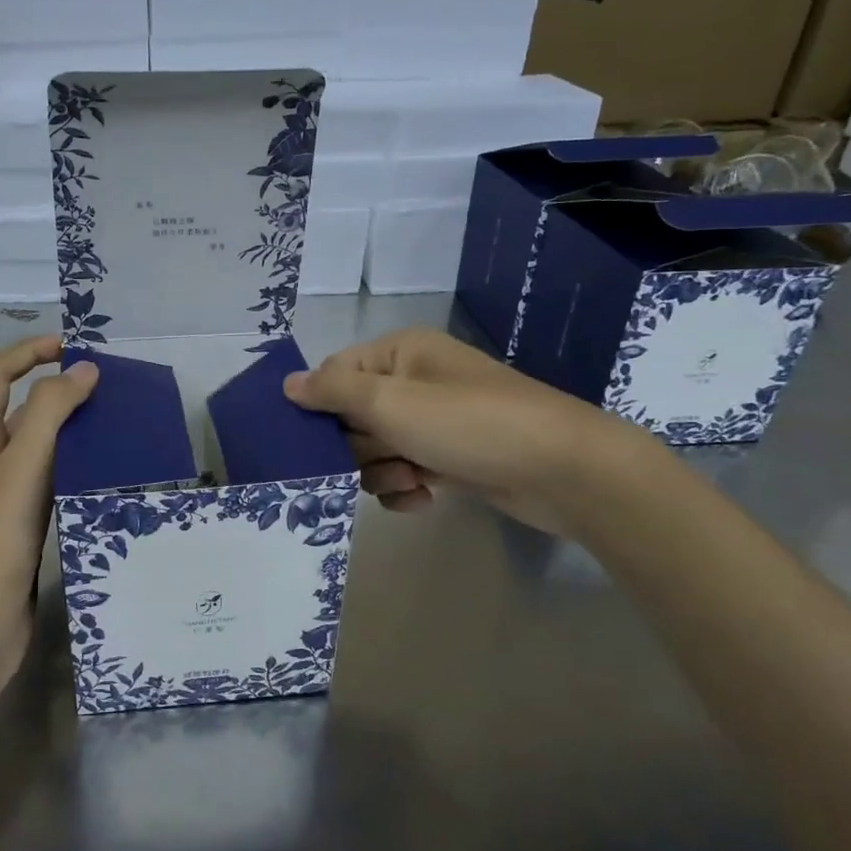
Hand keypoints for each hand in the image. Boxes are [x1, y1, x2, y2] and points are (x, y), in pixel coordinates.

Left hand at [0, 337, 98, 685]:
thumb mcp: (19, 468)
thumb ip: (49, 413)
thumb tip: (84, 369)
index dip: (29, 352)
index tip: (73, 347)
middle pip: (20, 409)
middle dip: (59, 389)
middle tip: (110, 388)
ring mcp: (6, 498)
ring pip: (41, 448)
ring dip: (72, 429)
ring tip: (118, 424)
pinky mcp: (24, 529)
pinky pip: (52, 483)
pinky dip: (76, 468)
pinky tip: (106, 473)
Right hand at [281, 327, 655, 535]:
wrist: (562, 470)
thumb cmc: (468, 424)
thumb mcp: (390, 402)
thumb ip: (332, 391)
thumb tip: (287, 384)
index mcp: (399, 354)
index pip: (334, 374)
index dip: (321, 407)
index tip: (313, 440)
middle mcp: (414, 381)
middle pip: (352, 416)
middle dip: (360, 446)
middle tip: (385, 455)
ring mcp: (434, 421)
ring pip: (376, 449)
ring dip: (383, 471)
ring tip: (412, 480)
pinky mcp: (451, 457)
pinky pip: (404, 471)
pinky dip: (406, 487)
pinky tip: (424, 497)